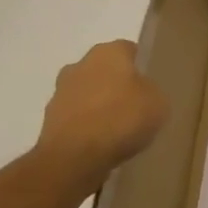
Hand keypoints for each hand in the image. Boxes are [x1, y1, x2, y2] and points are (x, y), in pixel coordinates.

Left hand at [33, 40, 167, 189]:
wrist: (74, 157)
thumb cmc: (122, 119)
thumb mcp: (158, 103)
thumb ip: (152, 91)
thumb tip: (143, 92)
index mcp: (108, 52)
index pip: (129, 50)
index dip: (142, 66)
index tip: (152, 85)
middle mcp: (80, 64)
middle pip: (105, 70)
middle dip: (117, 84)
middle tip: (137, 106)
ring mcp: (60, 92)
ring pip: (88, 93)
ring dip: (100, 105)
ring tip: (119, 130)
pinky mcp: (49, 120)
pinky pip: (77, 117)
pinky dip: (87, 126)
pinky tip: (102, 144)